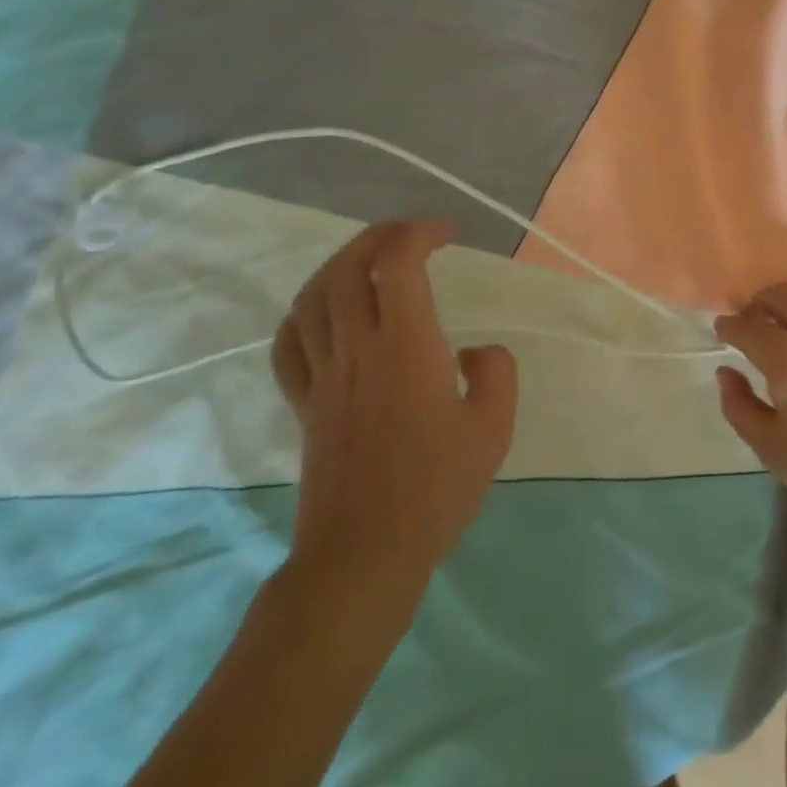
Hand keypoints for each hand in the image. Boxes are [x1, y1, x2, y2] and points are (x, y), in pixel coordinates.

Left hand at [270, 221, 516, 644]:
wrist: (365, 554)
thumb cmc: (437, 489)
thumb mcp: (494, 428)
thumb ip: (497, 373)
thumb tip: (474, 352)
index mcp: (405, 350)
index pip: (397, 266)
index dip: (418, 234)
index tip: (447, 233)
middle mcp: (356, 350)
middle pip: (348, 269)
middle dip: (379, 237)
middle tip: (412, 235)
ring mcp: (323, 377)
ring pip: (313, 298)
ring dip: (340, 264)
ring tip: (370, 261)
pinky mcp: (305, 404)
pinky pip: (289, 344)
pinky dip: (305, 313)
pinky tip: (325, 313)